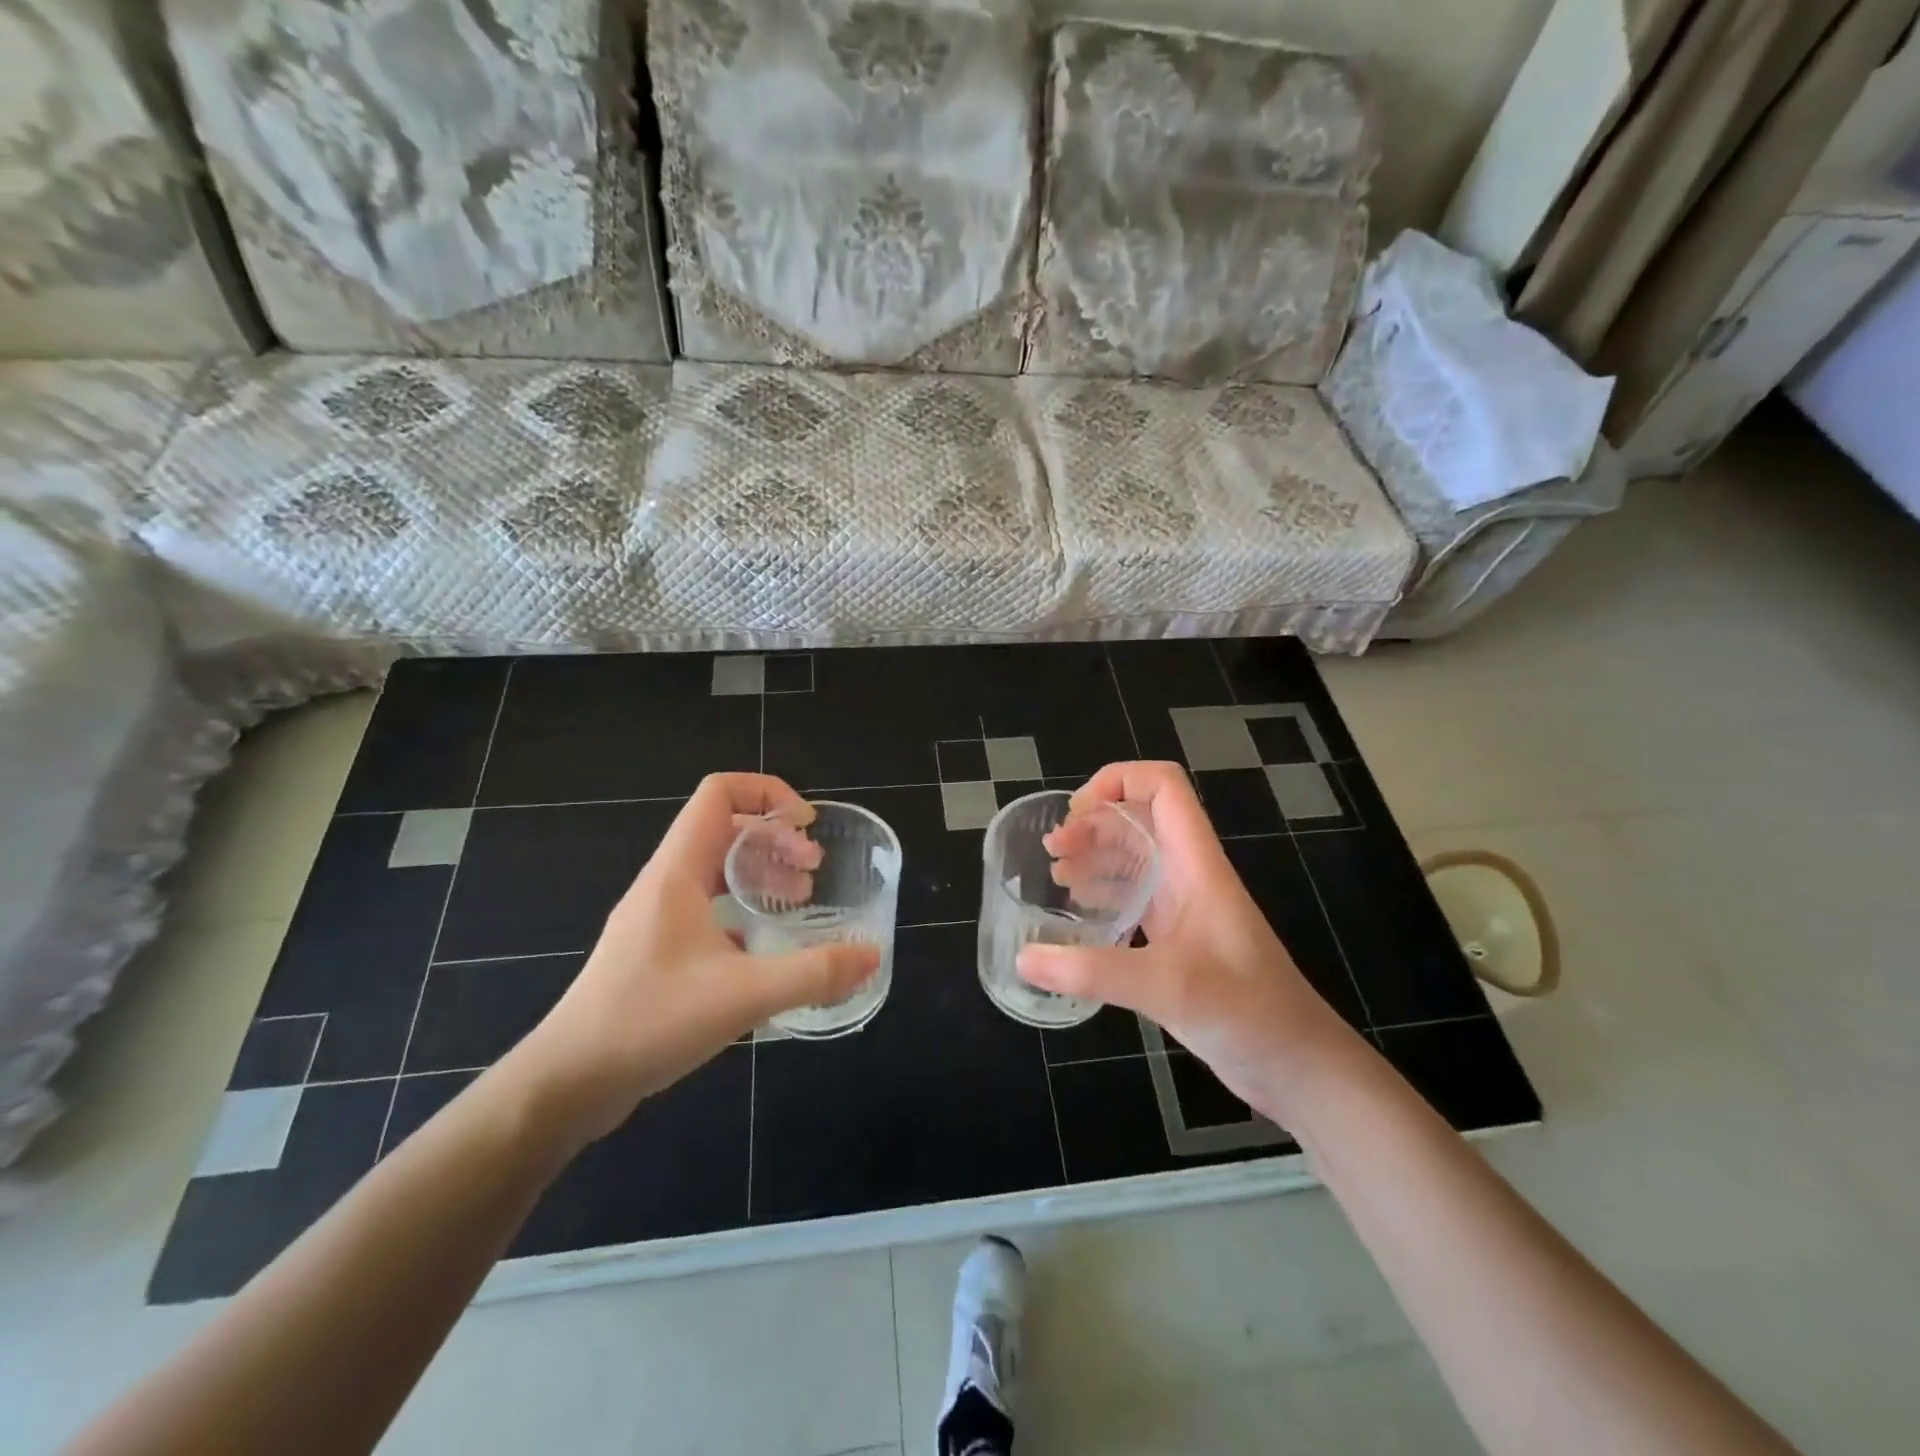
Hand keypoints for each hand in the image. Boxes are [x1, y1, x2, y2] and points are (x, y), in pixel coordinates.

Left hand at [508, 774, 879, 1147]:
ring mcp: (658, 917)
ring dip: (761, 871)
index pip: (719, 793)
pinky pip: (708, 907)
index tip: (807, 827)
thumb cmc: (650, 1021)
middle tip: (814, 870)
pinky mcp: (657, 950)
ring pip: (717, 869)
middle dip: (776, 838)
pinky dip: (743, 910)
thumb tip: (872, 955)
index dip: (768, 794)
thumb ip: (813, 973)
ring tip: (800, 899)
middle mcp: (666, 883)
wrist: (568, 1082)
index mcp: (678, 871)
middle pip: (725, 828)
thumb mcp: (743, 995)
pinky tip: (766, 946)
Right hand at [1018, 761, 1355, 1122]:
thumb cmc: (1247, 1011)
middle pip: (1138, 818)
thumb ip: (1092, 971)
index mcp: (1196, 863)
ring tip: (1055, 874)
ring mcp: (1183, 906)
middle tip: (1052, 851)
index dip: (1118, 780)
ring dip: (1094, 855)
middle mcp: (1188, 874)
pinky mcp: (1177, 939)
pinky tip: (1077, 912)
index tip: (1076, 814)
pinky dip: (1101, 893)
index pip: (1163, 787)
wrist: (1298, 1066)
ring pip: (1134, 857)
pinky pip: (1133, 897)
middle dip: (1092, 822)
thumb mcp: (1166, 986)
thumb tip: (1023, 959)